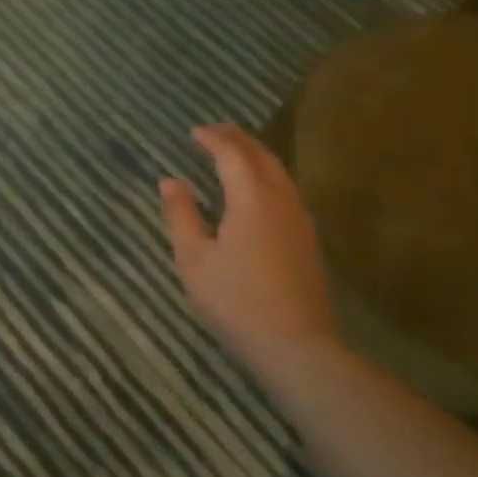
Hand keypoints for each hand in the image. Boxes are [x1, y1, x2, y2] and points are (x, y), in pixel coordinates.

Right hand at [160, 124, 336, 359]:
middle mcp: (281, 201)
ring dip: (255, 157)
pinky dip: (266, 177)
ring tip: (233, 154)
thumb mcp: (194, 259)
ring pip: (279, 173)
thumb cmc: (235, 300)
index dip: (213, 139)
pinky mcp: (307, 240)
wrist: (295, 345)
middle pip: (262, 157)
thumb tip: (170, 182)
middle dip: (238, 140)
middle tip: (215, 132)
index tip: (194, 131)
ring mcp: (299, 220)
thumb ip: (181, 215)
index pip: (232, 155)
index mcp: (252, 199)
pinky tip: (254, 192)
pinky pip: (285, 191)